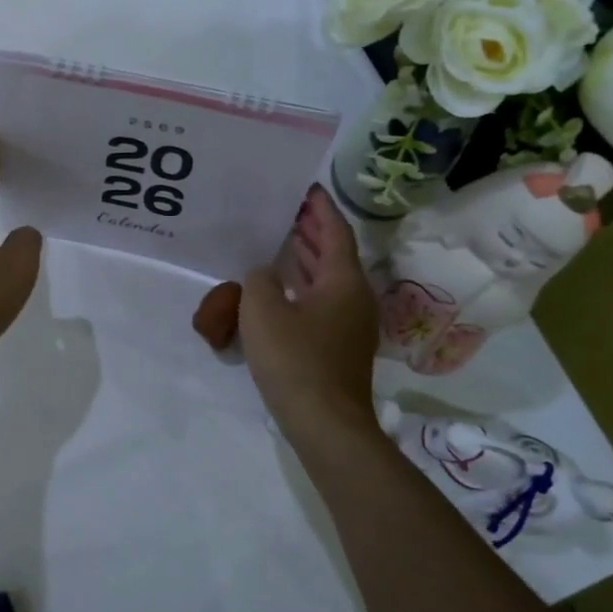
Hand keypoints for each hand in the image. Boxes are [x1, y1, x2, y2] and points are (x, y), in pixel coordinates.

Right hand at [241, 185, 379, 445]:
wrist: (325, 424)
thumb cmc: (295, 360)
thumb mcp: (263, 312)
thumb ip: (259, 280)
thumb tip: (264, 274)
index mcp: (343, 281)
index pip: (335, 232)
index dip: (321, 208)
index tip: (306, 187)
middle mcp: (354, 297)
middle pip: (335, 254)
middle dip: (313, 231)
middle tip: (288, 209)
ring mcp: (349, 324)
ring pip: (328, 279)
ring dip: (308, 258)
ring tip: (283, 239)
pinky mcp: (338, 345)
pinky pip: (322, 301)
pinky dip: (304, 285)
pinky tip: (282, 287)